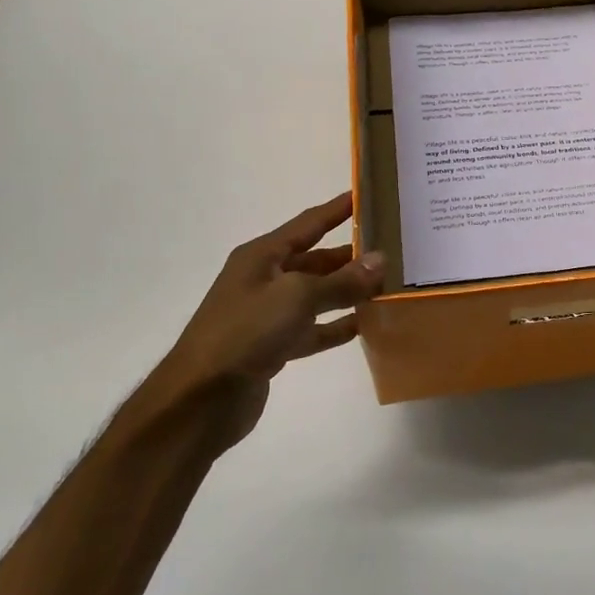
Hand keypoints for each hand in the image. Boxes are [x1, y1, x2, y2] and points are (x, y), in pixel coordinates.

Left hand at [147, 193, 384, 452]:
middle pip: (316, 260)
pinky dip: (337, 326)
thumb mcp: (297, 297)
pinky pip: (314, 329)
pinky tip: (366, 325)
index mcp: (263, 256)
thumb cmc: (245, 332)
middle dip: (351, 255)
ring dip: (348, 291)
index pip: (309, 223)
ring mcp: (268, 314)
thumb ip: (342, 281)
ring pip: (317, 295)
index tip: (368, 195)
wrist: (201, 399)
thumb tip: (381, 260)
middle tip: (393, 248)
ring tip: (387, 285)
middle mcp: (265, 279)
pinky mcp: (274, 346)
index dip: (338, 209)